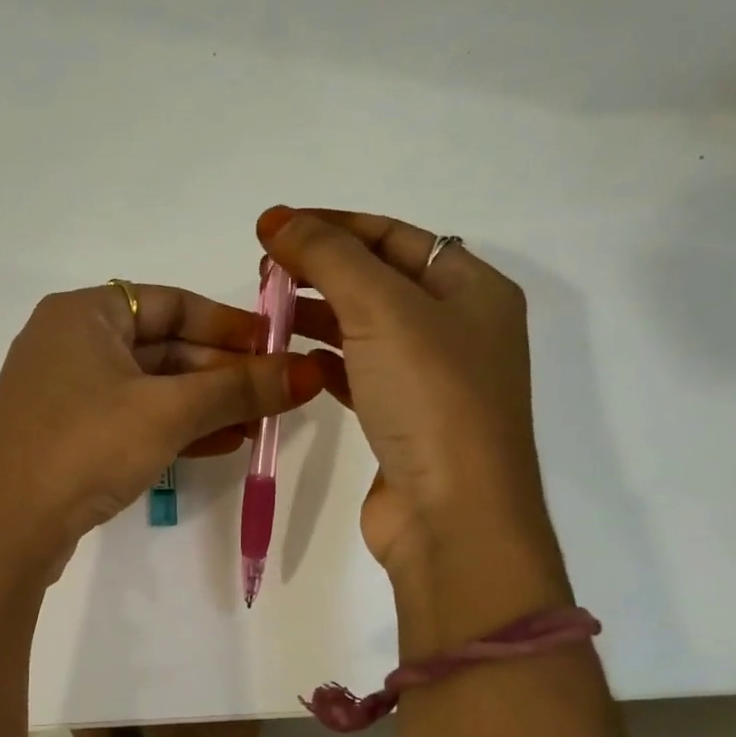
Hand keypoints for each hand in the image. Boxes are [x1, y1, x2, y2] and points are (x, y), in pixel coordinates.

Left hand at [0, 282, 325, 578]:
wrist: (4, 530)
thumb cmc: (84, 447)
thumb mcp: (168, 412)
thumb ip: (238, 388)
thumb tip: (310, 372)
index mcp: (82, 313)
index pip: (171, 302)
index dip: (228, 323)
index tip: (276, 345)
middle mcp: (68, 342)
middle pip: (162, 346)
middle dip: (221, 372)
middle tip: (276, 394)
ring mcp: (63, 392)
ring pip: (149, 387)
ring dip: (204, 404)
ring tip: (258, 425)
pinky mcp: (65, 435)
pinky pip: (130, 418)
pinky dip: (173, 428)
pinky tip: (219, 445)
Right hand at [257, 208, 568, 644]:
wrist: (454, 518)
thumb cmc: (430, 399)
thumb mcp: (381, 310)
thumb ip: (329, 256)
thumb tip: (278, 218)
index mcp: (472, 288)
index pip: (394, 235)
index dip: (332, 224)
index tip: (271, 229)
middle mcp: (459, 326)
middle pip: (379, 278)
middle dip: (321, 267)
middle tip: (263, 271)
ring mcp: (432, 377)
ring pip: (365, 326)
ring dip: (318, 312)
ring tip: (266, 310)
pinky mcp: (404, 418)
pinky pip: (359, 371)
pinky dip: (325, 358)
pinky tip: (290, 357)